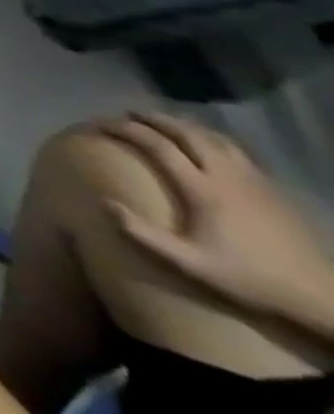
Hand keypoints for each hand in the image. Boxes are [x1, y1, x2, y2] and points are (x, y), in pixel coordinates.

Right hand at [99, 112, 333, 329]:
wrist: (320, 298)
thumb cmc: (248, 279)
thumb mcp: (191, 264)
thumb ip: (144, 235)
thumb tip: (104, 202)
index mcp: (203, 189)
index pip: (156, 145)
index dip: (124, 129)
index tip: (100, 124)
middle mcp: (226, 176)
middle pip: (186, 133)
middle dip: (153, 119)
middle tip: (128, 115)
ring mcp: (253, 181)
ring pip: (213, 137)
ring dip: (183, 125)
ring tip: (163, 123)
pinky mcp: (271, 189)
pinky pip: (235, 150)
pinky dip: (210, 138)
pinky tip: (206, 145)